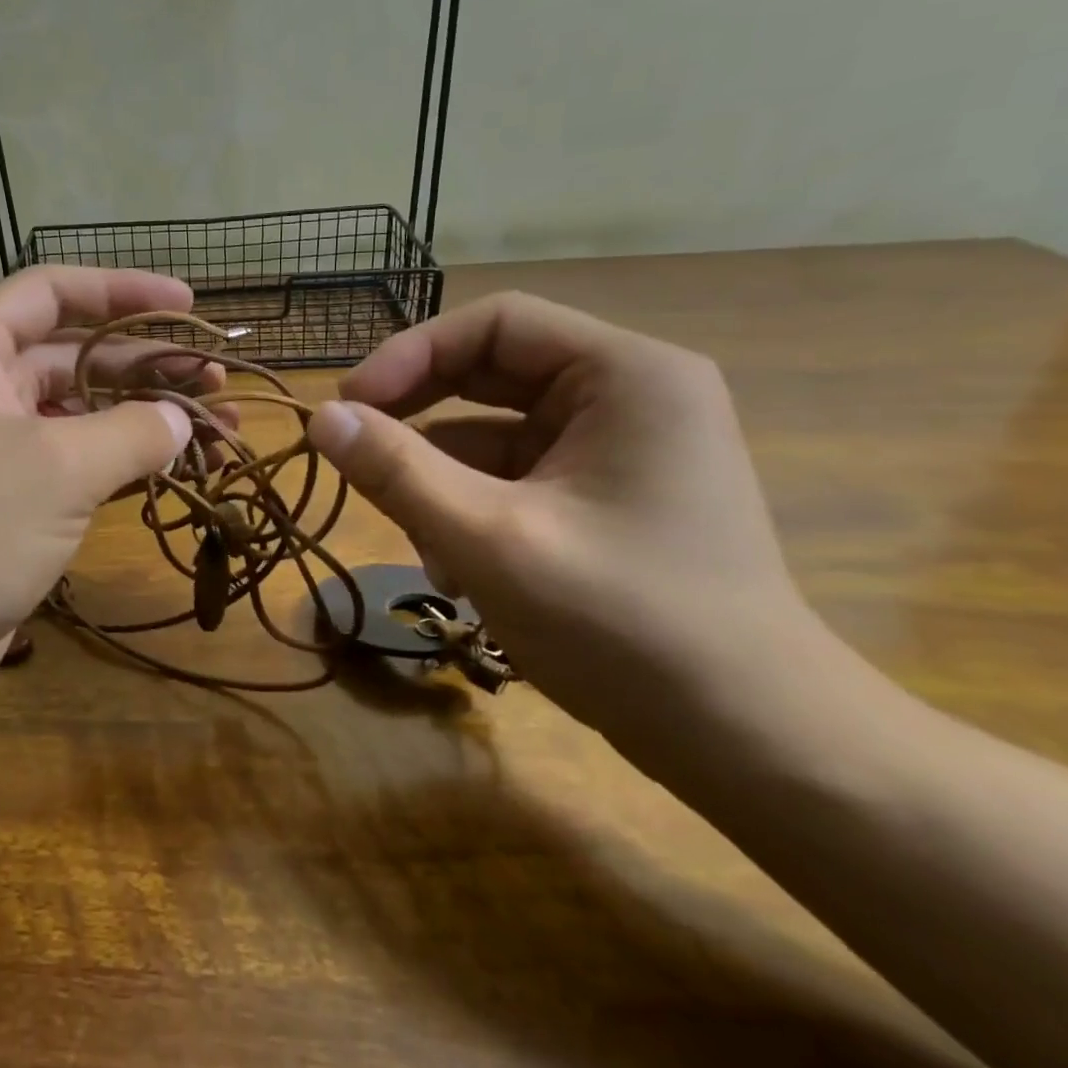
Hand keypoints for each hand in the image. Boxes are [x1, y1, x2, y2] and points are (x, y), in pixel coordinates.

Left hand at [0, 267, 203, 739]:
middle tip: (217, 382)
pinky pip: (72, 468)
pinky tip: (173, 473)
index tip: (188, 305)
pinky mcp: (4, 508)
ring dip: (143, 420)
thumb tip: (179, 421)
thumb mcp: (56, 469)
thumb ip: (130, 432)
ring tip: (218, 432)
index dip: (122, 291)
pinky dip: (121, 467)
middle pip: (73, 355)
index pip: (52, 293)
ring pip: (78, 416)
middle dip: (146, 365)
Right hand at [307, 292, 837, 745]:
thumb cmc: (626, 626)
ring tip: (417, 544)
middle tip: (354, 459)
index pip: (495, 324)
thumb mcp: (491, 540)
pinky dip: (469, 510)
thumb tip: (318, 418)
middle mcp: (626, 396)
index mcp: (625, 376)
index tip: (348, 408)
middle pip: (489, 375)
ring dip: (438, 480)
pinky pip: (511, 478)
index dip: (409, 355)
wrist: (750, 744)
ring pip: (491, 434)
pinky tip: (454, 570)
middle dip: (417, 421)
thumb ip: (397, 472)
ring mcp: (616, 450)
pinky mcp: (602, 498)